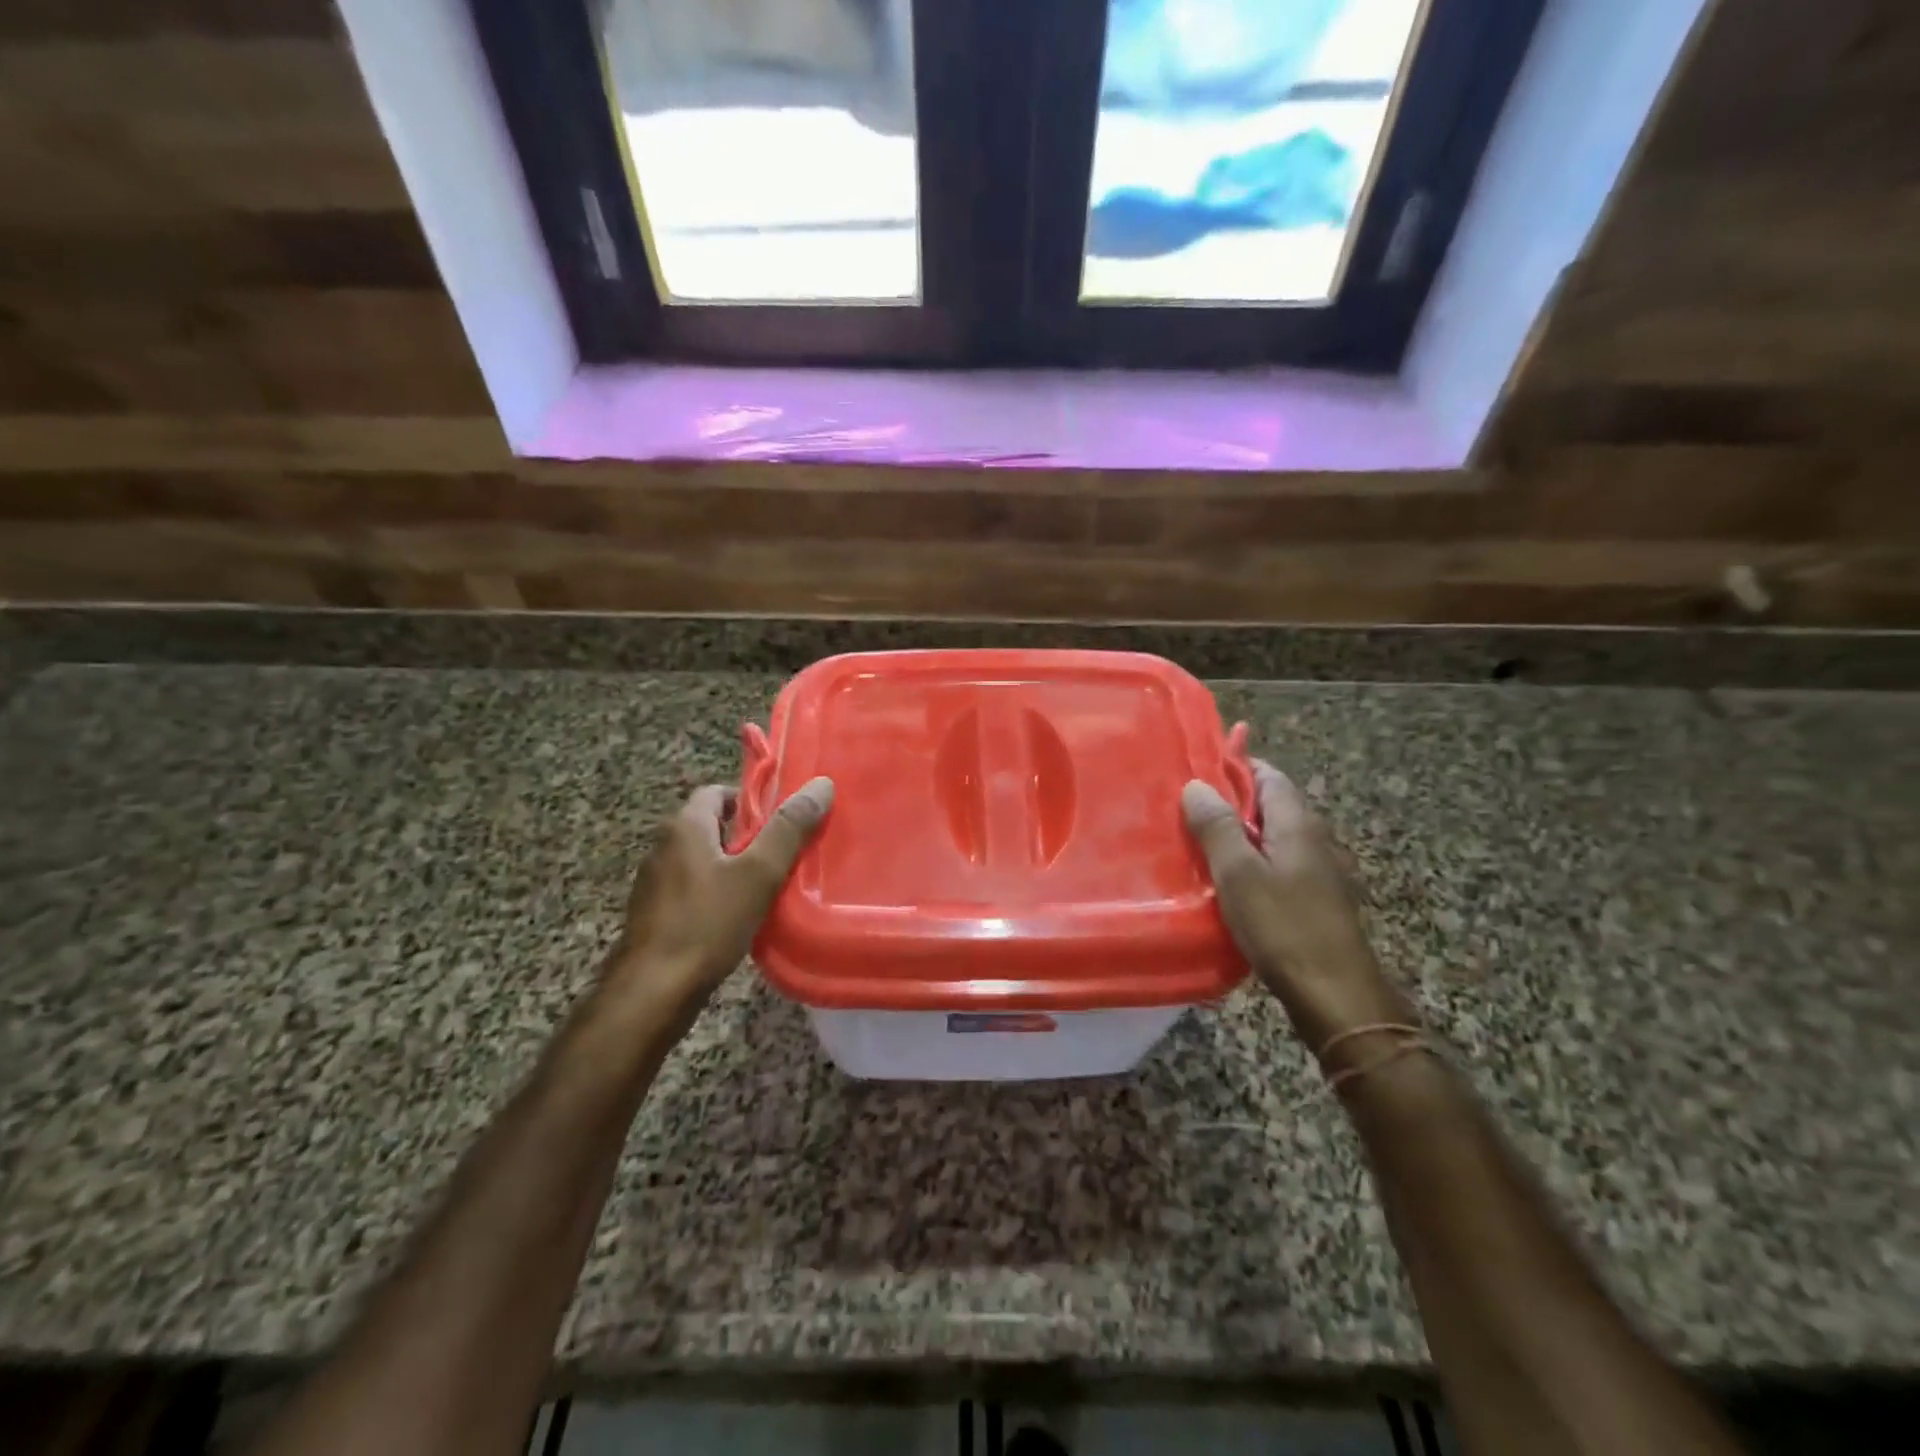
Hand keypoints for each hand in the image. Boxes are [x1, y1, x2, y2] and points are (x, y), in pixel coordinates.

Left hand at [601, 776, 834, 1037]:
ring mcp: (655, 883)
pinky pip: (694, 890)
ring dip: (734, 868)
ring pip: (704, 861)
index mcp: (684, 827)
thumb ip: (789, 829)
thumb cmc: (707, 924)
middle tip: (786, 854)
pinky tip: (741, 917)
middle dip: (749, 836)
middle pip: (712, 826)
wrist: (652, 993)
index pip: (718, 792)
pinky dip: (718, 894)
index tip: (783, 820)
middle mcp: (664, 847)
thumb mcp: (758, 873)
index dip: (752, 800)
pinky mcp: (655, 915)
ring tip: (770, 886)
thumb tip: (821, 784)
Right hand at [1183, 759, 1414, 1049]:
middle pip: (1270, 804)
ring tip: (1198, 842)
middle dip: (1231, 801)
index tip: (1198, 767)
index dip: (1236, 766)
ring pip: (1272, 836)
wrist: (1335, 995)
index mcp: (1297, 823)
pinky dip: (1250, 861)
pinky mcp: (1314, 898)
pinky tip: (1225, 880)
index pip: (1268, 775)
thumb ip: (1217, 827)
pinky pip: (1276, 864)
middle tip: (1187, 808)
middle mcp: (1313, 838)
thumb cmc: (1283, 927)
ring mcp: (1318, 870)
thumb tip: (1197, 784)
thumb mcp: (1238, 874)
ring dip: (1239, 834)